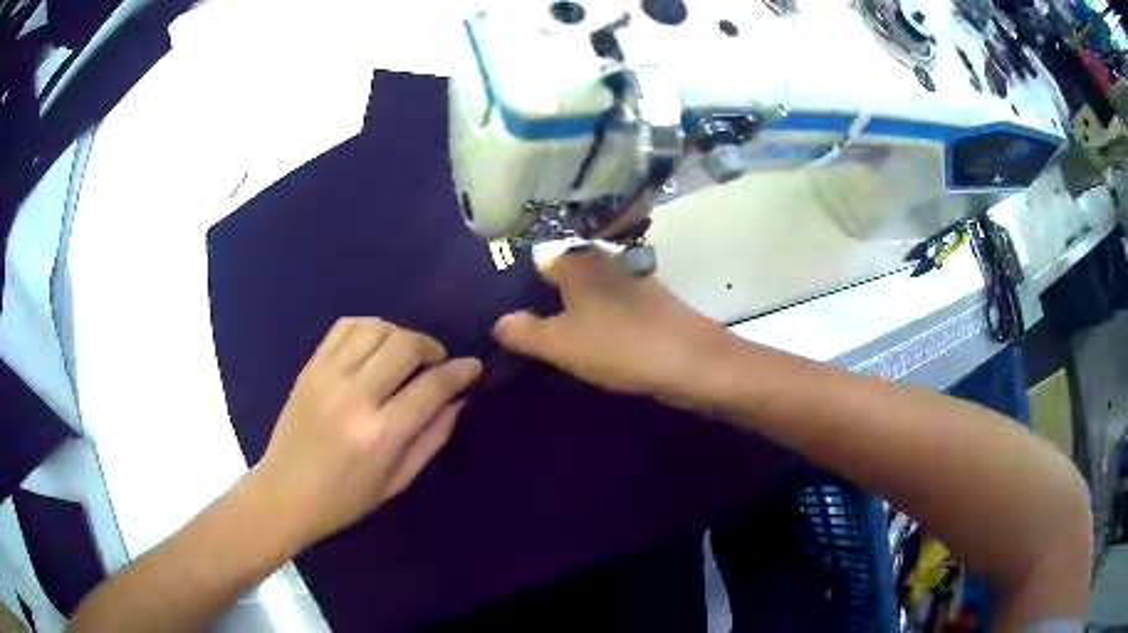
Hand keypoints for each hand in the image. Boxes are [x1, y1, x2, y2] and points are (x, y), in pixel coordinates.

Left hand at [251, 318, 481, 551]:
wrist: (284, 493)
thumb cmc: (345, 499)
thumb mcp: (397, 481)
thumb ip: (432, 439)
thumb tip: (458, 400)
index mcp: (381, 434)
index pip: (432, 387)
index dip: (460, 372)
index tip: (473, 366)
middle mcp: (355, 396)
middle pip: (405, 345)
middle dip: (431, 347)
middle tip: (435, 362)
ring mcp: (328, 376)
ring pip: (376, 328)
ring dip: (400, 334)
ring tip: (404, 354)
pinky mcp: (310, 367)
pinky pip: (344, 327)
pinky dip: (368, 327)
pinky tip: (374, 346)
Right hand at [493, 249, 728, 399]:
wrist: (690, 361)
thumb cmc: (618, 345)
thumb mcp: (560, 344)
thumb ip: (525, 332)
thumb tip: (499, 322)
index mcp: (577, 262)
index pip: (539, 259)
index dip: (521, 280)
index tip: (506, 301)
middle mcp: (605, 260)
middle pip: (567, 271)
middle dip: (548, 293)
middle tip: (526, 320)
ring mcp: (633, 279)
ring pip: (592, 287)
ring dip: (576, 305)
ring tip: (555, 331)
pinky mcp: (652, 301)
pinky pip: (614, 303)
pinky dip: (601, 316)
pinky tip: (596, 337)